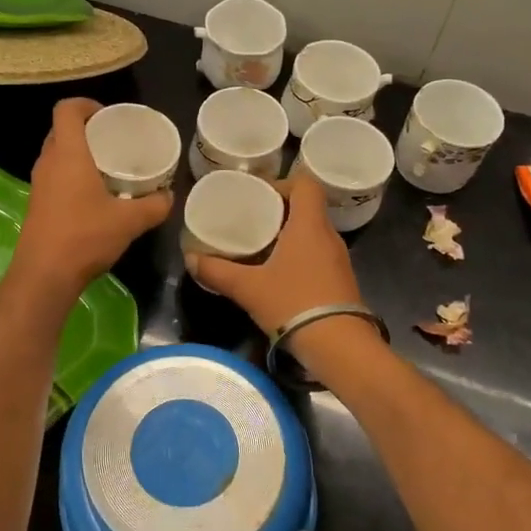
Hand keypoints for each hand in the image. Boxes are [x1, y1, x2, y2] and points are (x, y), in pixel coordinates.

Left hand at [12, 98, 173, 301]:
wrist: (44, 274)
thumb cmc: (85, 237)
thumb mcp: (130, 221)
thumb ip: (154, 206)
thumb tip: (169, 196)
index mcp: (67, 153)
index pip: (66, 109)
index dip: (85, 104)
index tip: (108, 115)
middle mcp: (48, 162)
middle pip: (61, 130)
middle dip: (86, 129)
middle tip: (113, 140)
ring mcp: (38, 184)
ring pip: (56, 154)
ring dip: (78, 154)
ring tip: (107, 166)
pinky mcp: (37, 204)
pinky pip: (54, 176)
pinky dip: (72, 175)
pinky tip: (94, 195)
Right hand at [185, 171, 363, 336]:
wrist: (339, 347)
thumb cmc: (293, 303)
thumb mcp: (248, 288)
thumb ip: (217, 271)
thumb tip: (189, 260)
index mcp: (309, 225)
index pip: (305, 184)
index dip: (282, 183)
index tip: (258, 196)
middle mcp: (328, 236)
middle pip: (307, 208)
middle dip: (279, 211)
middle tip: (250, 220)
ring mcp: (338, 260)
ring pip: (312, 233)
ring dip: (288, 235)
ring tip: (259, 246)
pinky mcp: (341, 282)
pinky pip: (318, 255)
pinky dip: (298, 256)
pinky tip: (278, 274)